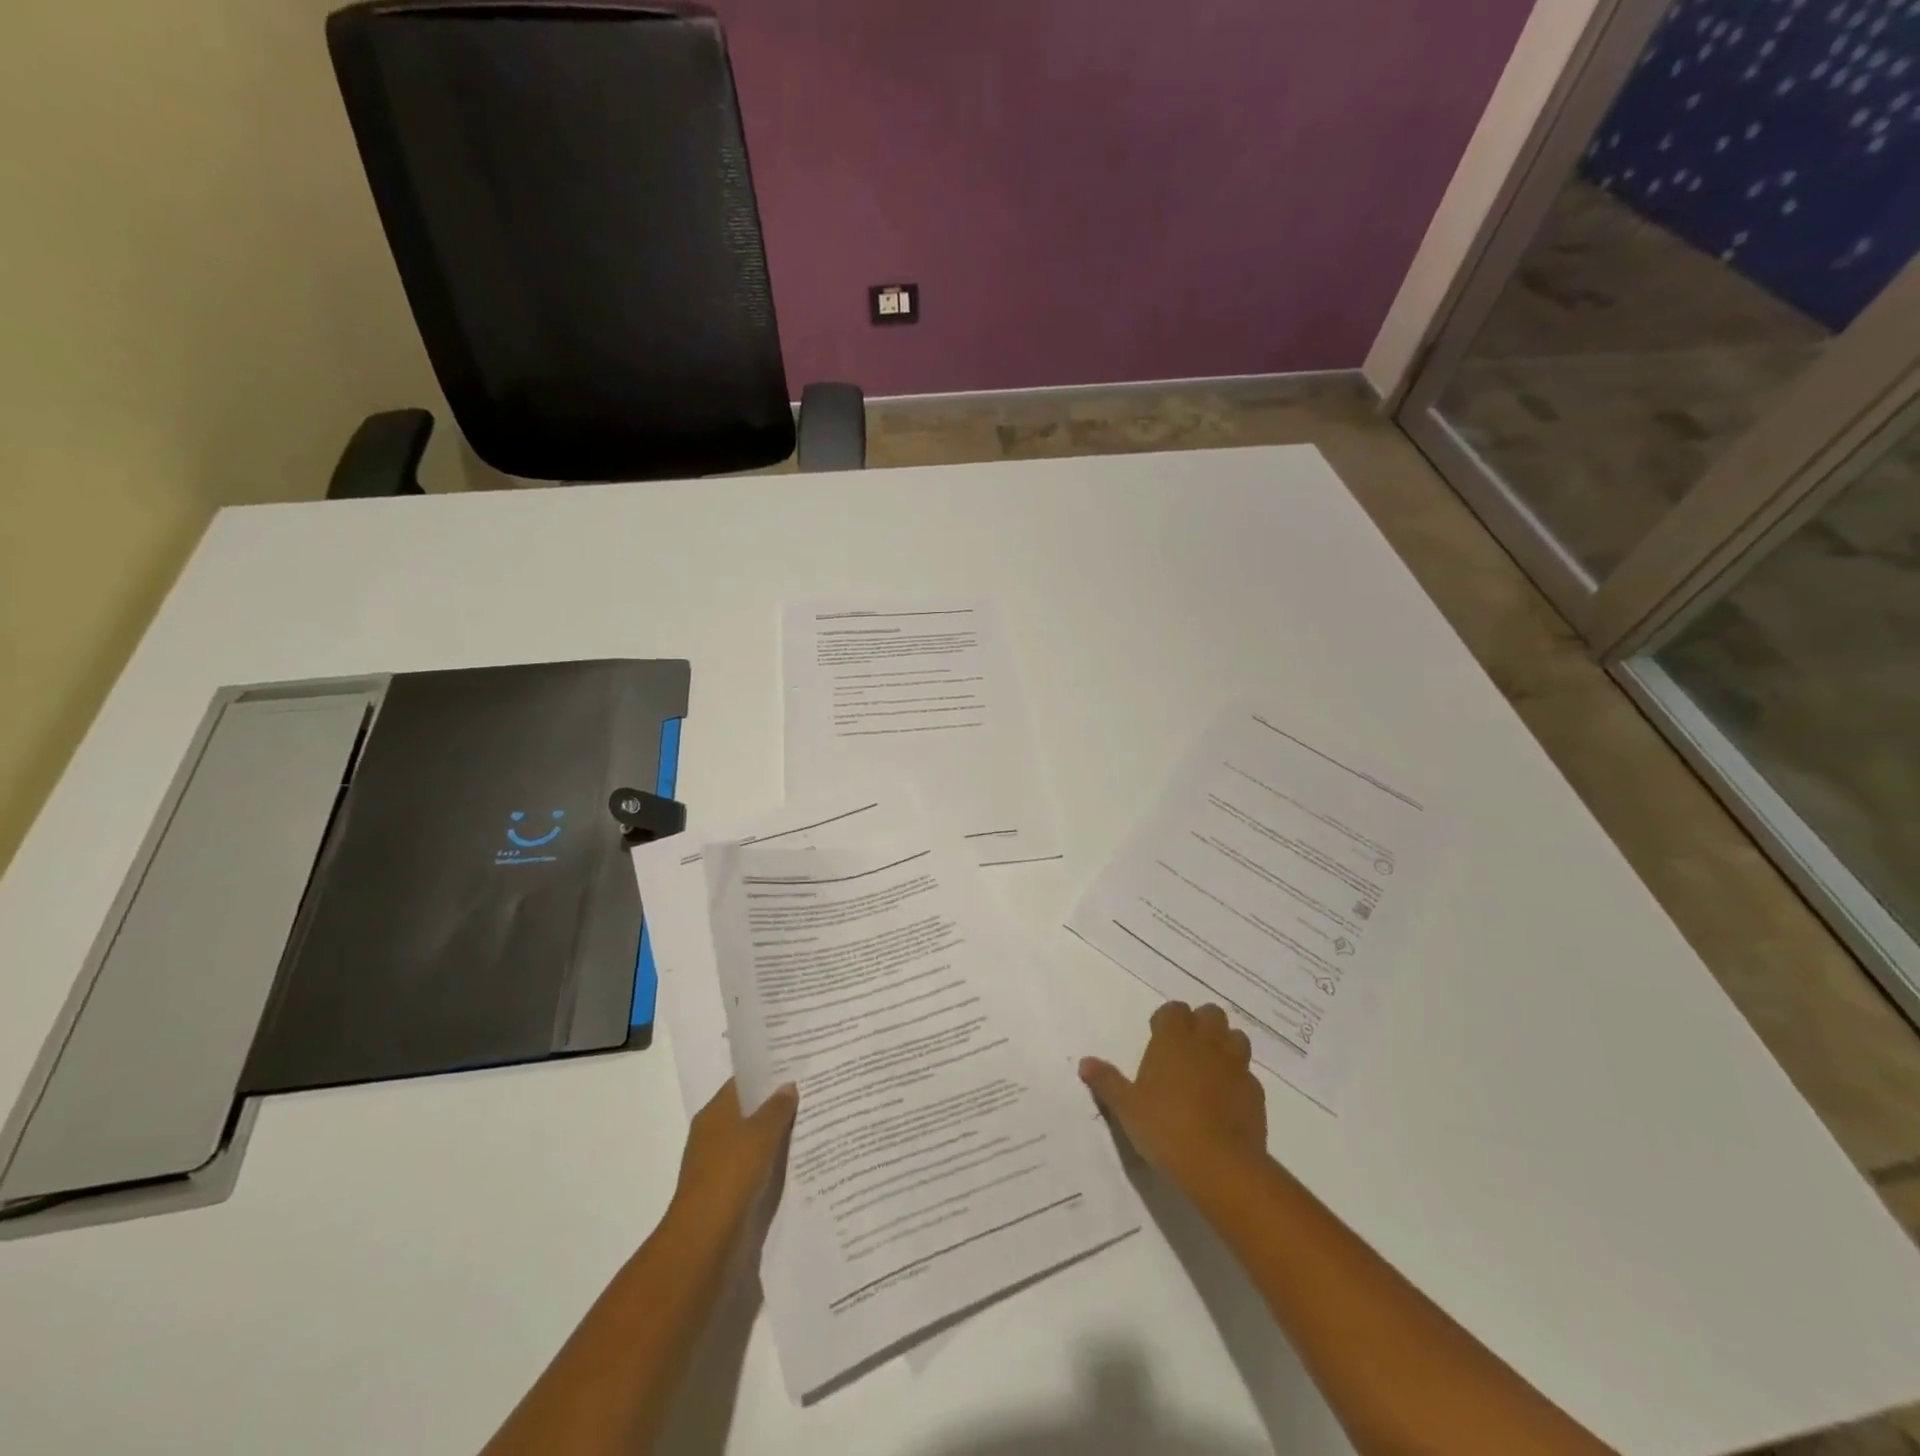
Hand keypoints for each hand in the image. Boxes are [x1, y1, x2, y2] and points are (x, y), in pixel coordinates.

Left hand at [669, 1079, 797, 1237]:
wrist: (706, 1237)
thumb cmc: (731, 1173)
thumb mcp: (761, 1133)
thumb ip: (777, 1108)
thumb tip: (788, 1085)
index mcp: (715, 1112)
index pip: (742, 1083)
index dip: (768, 1074)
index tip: (796, 1068)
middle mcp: (713, 1133)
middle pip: (748, 1111)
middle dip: (776, 1105)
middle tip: (811, 1094)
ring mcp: (717, 1163)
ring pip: (752, 1140)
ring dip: (775, 1136)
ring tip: (810, 1124)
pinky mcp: (725, 1190)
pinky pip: (753, 1166)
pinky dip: (770, 1162)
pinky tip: (795, 1160)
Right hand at [1080, 1002, 1267, 1192]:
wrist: (1220, 1165)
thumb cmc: (1165, 1127)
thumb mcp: (1126, 1107)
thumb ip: (1107, 1081)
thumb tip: (1085, 1062)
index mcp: (1174, 1038)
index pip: (1175, 1010)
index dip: (1167, 1020)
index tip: (1157, 1037)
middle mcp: (1207, 1043)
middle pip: (1211, 1014)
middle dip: (1200, 1024)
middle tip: (1184, 1049)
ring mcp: (1236, 1066)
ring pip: (1236, 1038)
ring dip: (1224, 1046)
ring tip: (1209, 1069)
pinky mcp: (1256, 1093)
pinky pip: (1247, 1075)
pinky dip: (1237, 1080)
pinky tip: (1226, 1101)